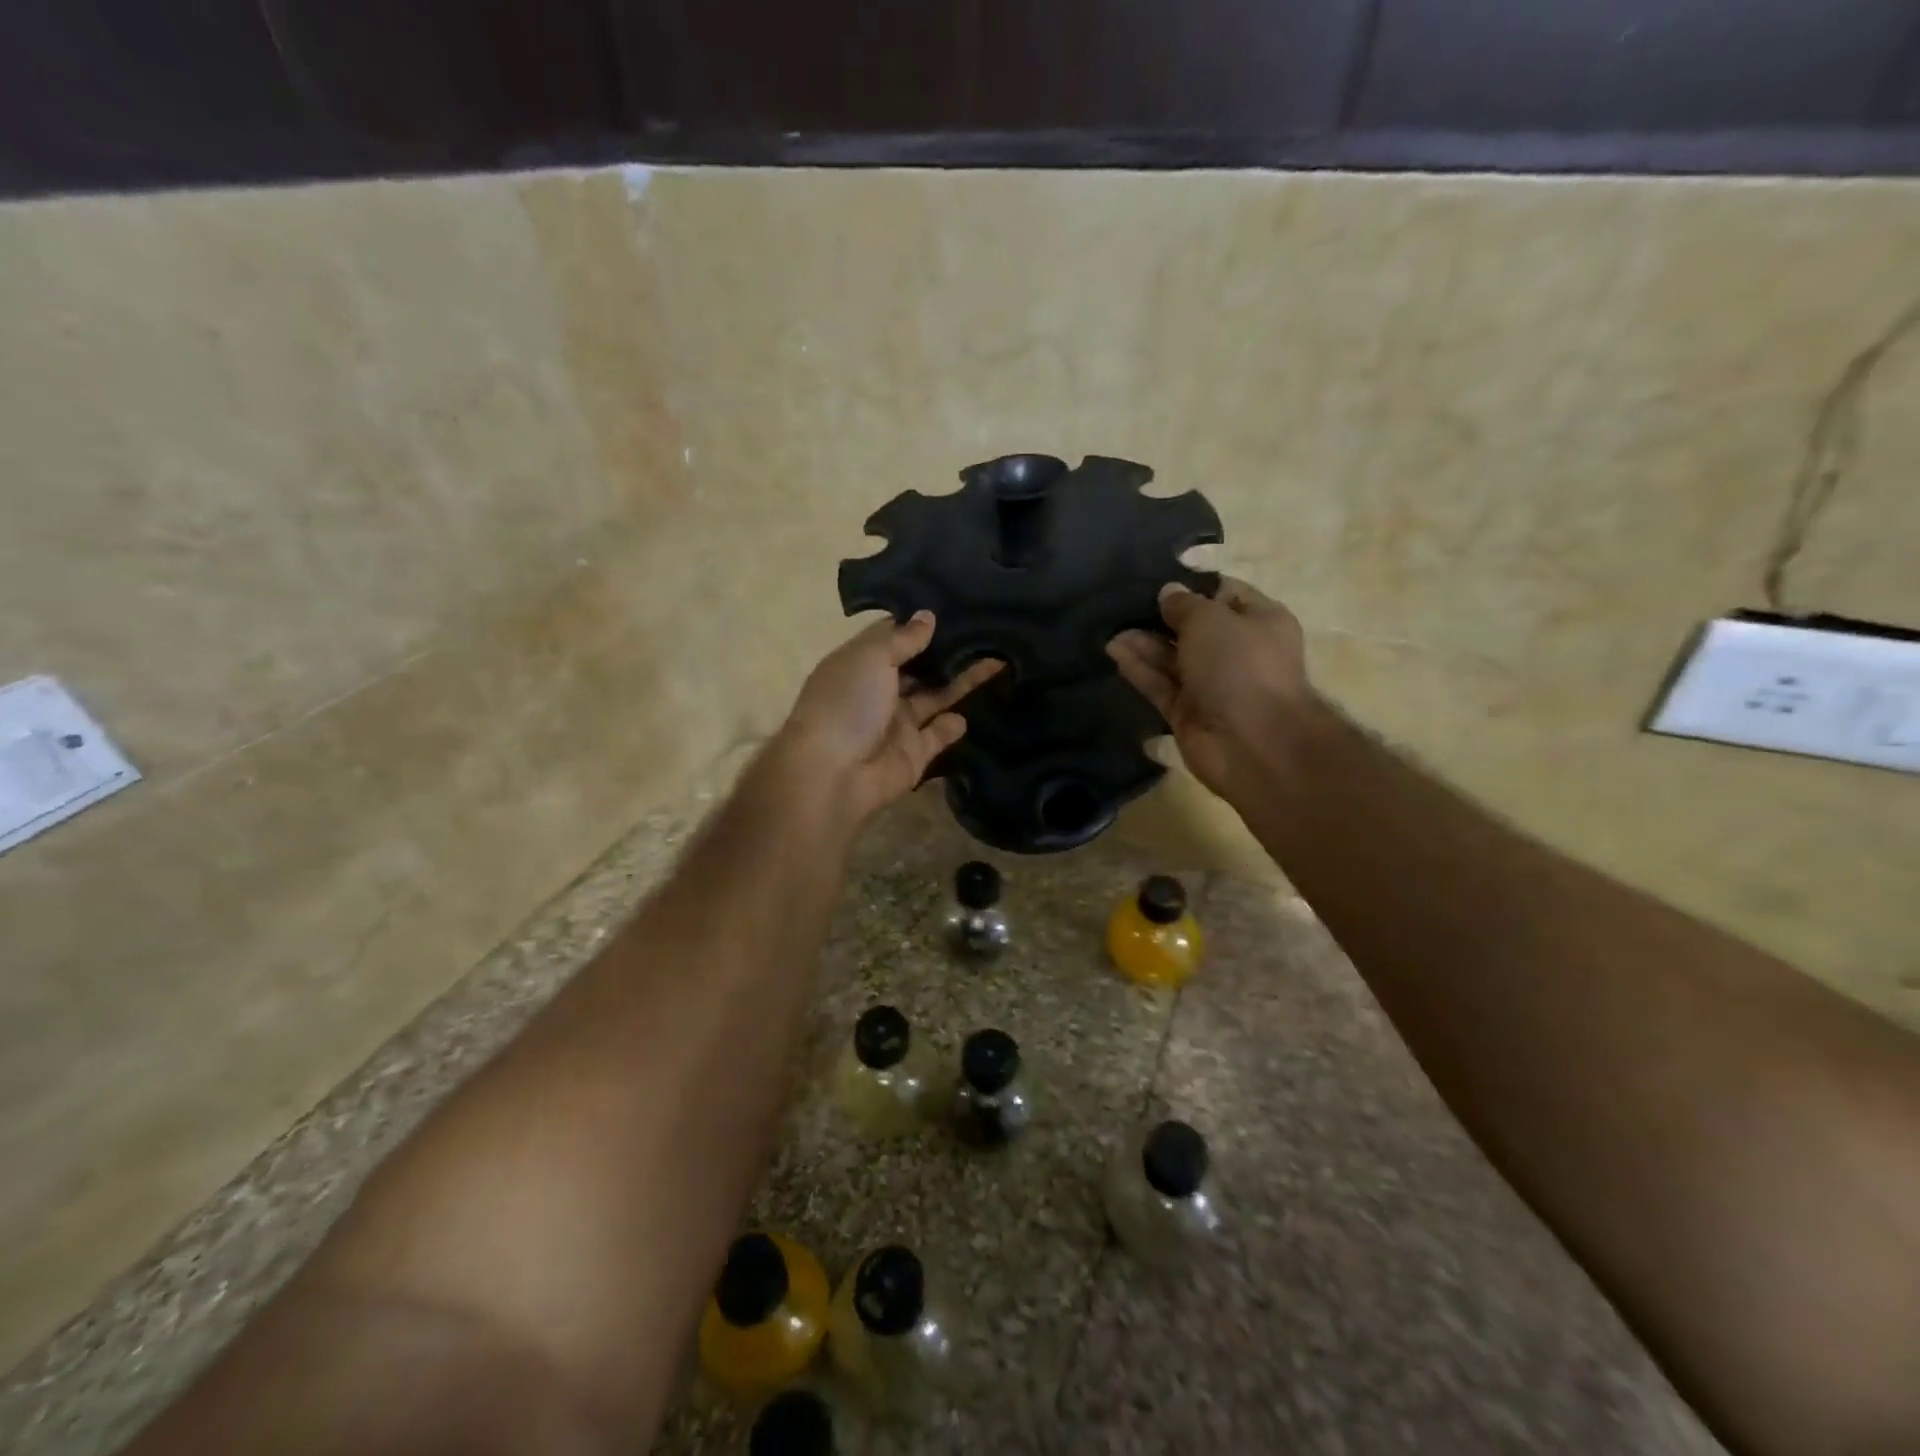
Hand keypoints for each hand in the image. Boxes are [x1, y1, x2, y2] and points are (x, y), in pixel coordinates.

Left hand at [777, 612, 1001, 828]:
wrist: (835, 775)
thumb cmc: (847, 704)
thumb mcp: (871, 657)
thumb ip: (903, 638)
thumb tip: (928, 616)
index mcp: (860, 664)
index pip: (894, 637)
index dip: (921, 623)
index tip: (956, 605)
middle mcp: (879, 690)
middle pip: (919, 666)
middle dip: (948, 651)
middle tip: (987, 629)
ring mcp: (898, 724)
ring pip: (936, 696)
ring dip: (962, 680)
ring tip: (998, 657)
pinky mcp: (915, 754)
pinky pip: (940, 733)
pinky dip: (955, 723)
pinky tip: (982, 703)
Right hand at [1107, 577, 1311, 796]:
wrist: (1253, 742)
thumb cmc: (1240, 665)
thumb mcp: (1210, 619)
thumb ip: (1184, 604)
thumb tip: (1168, 593)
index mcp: (1260, 621)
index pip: (1225, 593)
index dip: (1193, 585)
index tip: (1157, 577)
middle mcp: (1237, 651)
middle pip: (1194, 628)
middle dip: (1161, 616)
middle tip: (1124, 603)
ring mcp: (1212, 685)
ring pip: (1172, 658)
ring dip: (1144, 643)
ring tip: (1111, 628)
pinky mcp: (1187, 713)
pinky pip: (1160, 685)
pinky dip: (1139, 669)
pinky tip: (1114, 651)